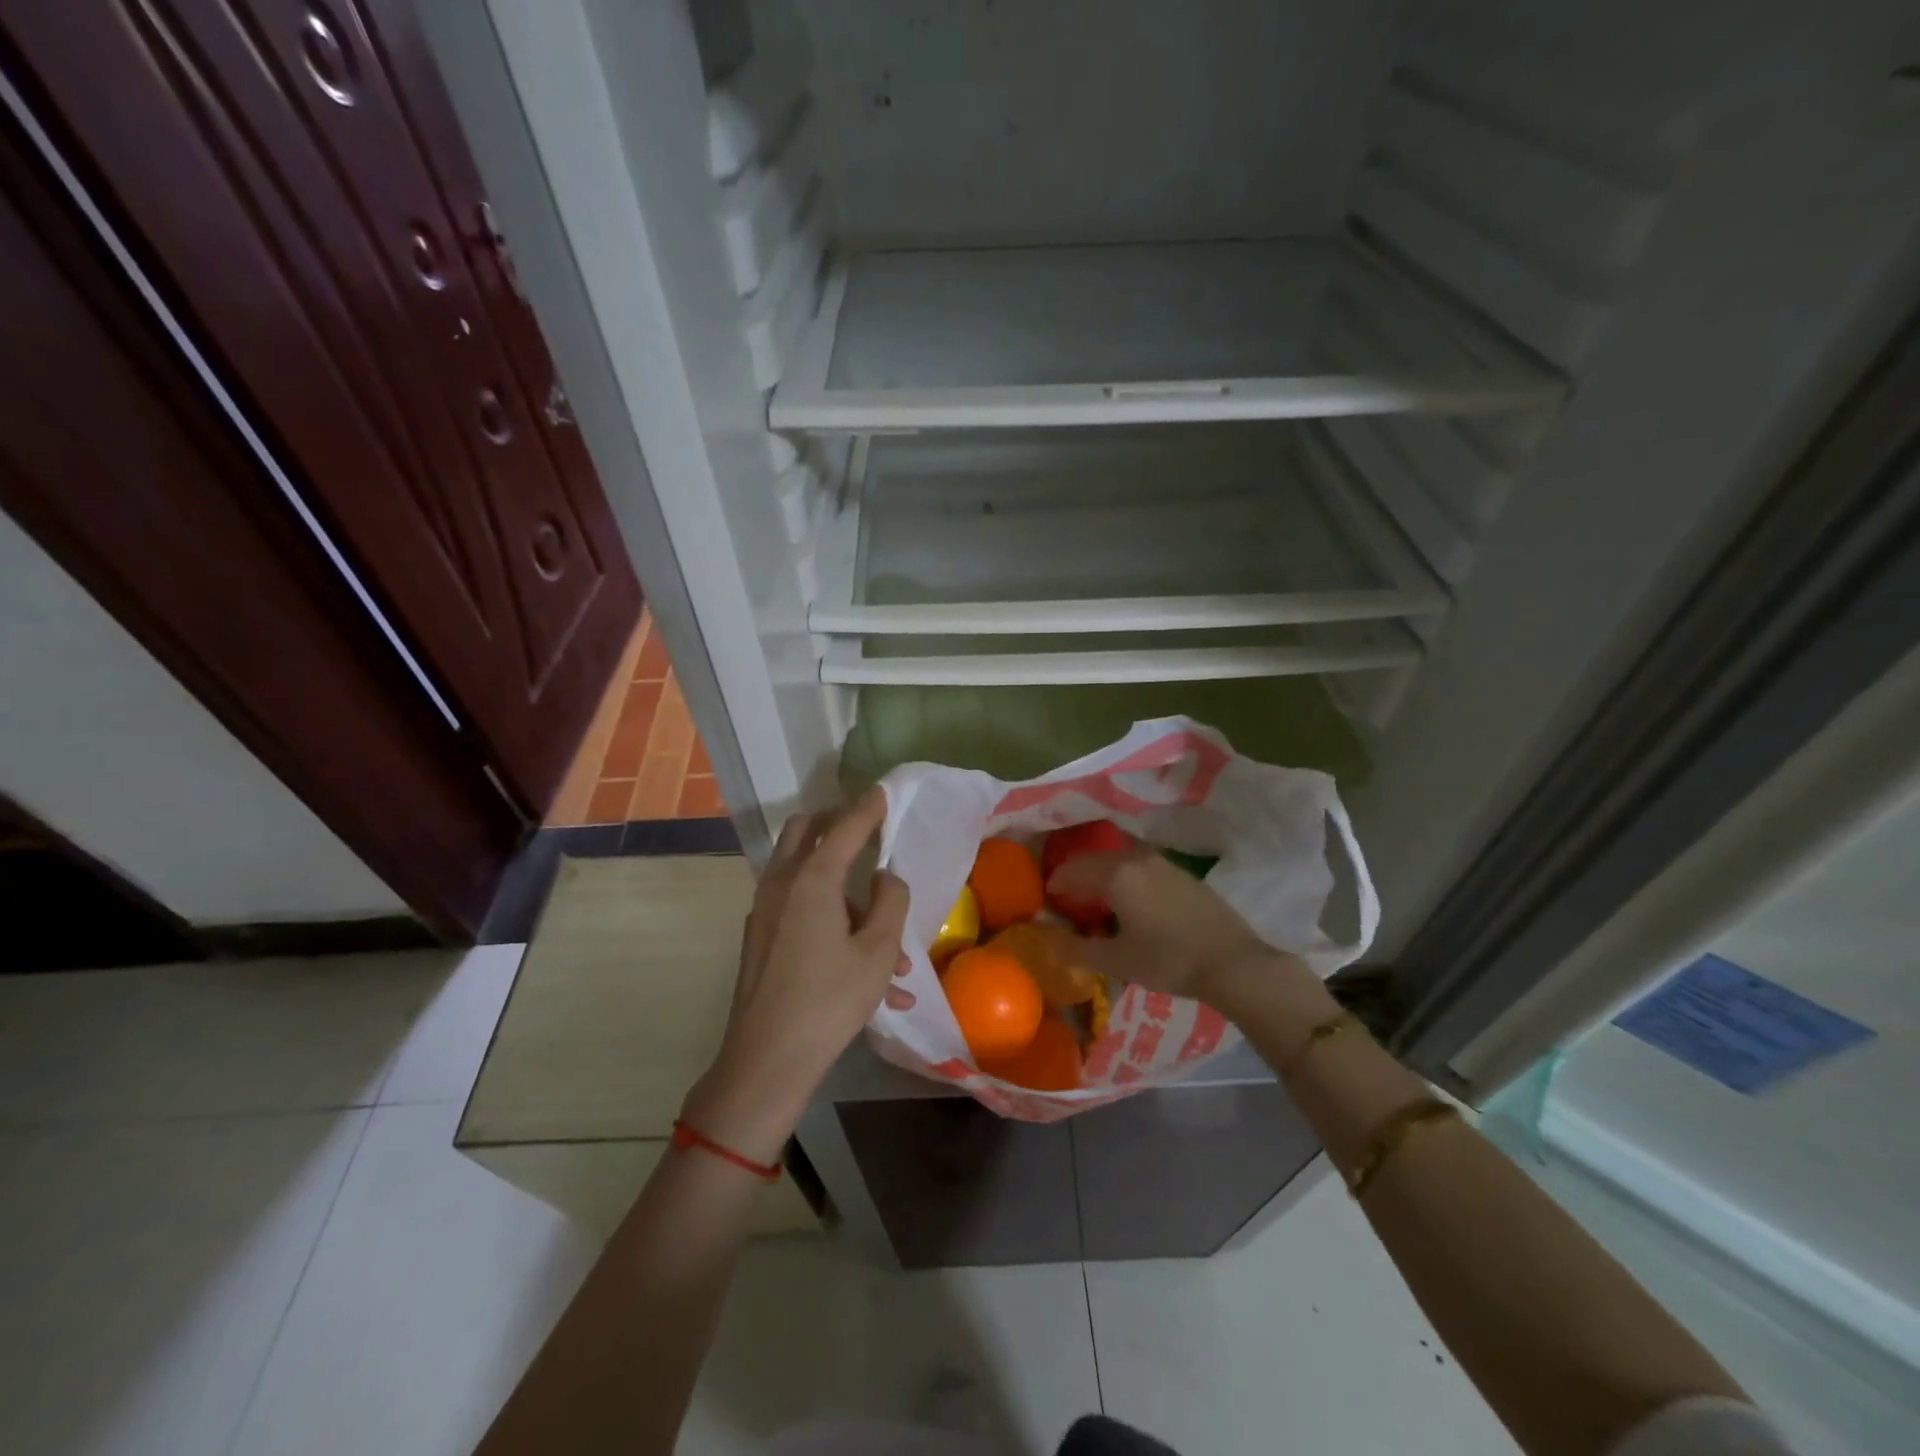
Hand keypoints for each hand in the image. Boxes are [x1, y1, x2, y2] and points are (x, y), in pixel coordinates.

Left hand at [682, 789, 910, 1163]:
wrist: (766, 1060)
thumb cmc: (830, 1001)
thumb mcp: (878, 951)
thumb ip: (891, 901)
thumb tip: (885, 877)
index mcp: (812, 878)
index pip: (845, 825)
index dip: (869, 806)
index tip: (886, 791)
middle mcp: (782, 883)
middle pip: (805, 831)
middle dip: (837, 823)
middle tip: (867, 830)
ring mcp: (765, 910)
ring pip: (803, 872)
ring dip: (840, 883)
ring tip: (886, 936)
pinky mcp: (760, 936)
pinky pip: (798, 909)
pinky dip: (828, 917)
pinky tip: (865, 971)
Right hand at [1048, 848, 1309, 1013]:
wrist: (1232, 962)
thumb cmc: (1168, 960)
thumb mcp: (1117, 961)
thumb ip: (1077, 950)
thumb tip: (1047, 940)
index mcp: (1116, 876)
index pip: (1075, 869)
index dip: (1058, 880)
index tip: (1049, 894)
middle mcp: (1137, 860)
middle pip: (1097, 859)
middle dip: (1079, 873)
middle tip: (1069, 893)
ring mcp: (1164, 864)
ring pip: (1121, 859)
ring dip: (1104, 872)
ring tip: (1098, 895)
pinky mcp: (1184, 875)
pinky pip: (1142, 866)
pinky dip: (1127, 875)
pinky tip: (1133, 899)